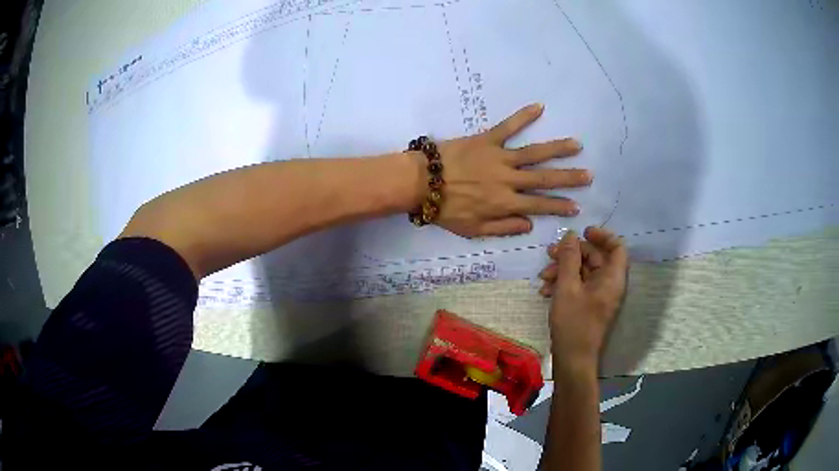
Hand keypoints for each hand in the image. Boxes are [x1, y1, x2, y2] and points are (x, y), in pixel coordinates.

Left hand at [429, 103, 590, 237]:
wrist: (420, 183)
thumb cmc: (445, 209)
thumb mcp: (473, 230)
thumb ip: (503, 228)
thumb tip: (530, 225)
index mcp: (505, 203)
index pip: (539, 206)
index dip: (559, 206)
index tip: (577, 206)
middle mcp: (509, 180)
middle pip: (544, 178)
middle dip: (569, 178)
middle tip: (589, 175)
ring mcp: (499, 158)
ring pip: (534, 153)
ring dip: (557, 149)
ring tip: (576, 145)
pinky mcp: (487, 139)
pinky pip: (508, 126)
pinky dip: (523, 116)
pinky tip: (539, 106)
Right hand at [538, 227, 627, 365]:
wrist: (573, 360)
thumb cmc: (574, 323)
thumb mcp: (567, 288)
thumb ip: (569, 259)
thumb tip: (570, 235)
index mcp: (613, 278)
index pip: (617, 247)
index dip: (602, 235)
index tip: (582, 232)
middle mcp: (610, 285)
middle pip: (596, 258)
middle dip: (572, 254)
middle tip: (550, 254)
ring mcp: (600, 296)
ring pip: (585, 272)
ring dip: (564, 270)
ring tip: (543, 276)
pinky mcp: (590, 305)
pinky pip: (580, 286)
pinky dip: (564, 284)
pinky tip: (546, 290)